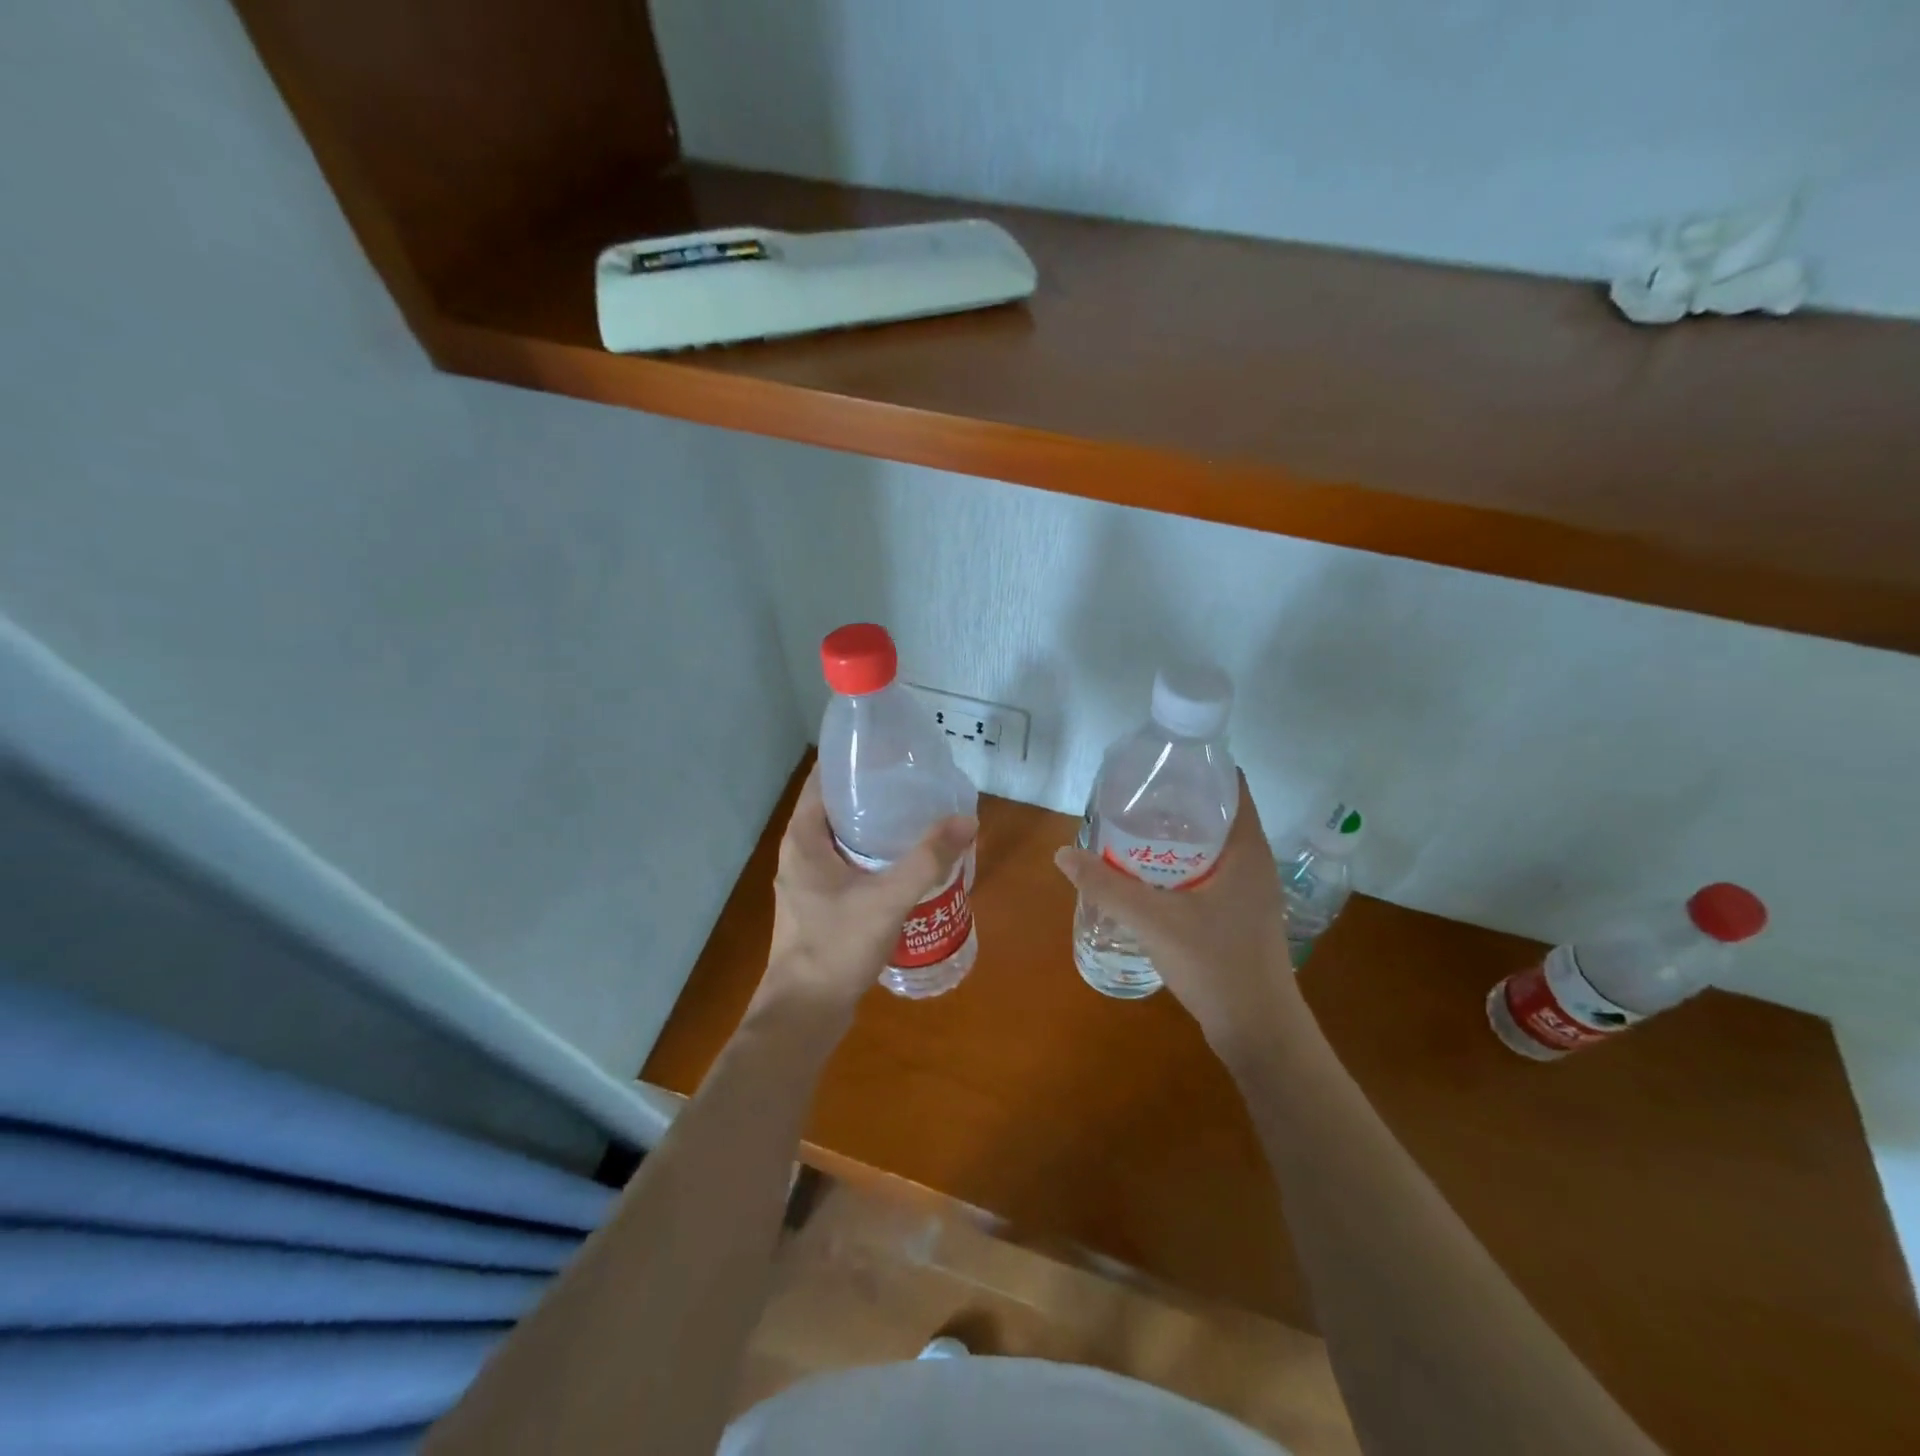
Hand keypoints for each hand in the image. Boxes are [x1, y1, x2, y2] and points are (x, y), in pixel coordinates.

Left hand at [757, 766, 976, 1025]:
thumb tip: (967, 820)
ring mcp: (808, 880)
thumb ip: (927, 859)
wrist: (805, 1013)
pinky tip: (905, 860)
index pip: (824, 779)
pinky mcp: (820, 904)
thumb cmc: (836, 947)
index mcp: (803, 838)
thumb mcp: (887, 899)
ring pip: (843, 838)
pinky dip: (873, 854)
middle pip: (837, 806)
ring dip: (875, 825)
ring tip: (917, 813)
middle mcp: (800, 852)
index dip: (854, 760)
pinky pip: (847, 864)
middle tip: (915, 781)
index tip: (891, 749)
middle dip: (873, 791)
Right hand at [1053, 772, 1299, 1050]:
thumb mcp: (1153, 920)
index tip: (1157, 764)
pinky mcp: (1240, 916)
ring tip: (1131, 830)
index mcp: (1247, 849)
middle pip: (1216, 813)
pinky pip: (1210, 873)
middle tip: (1131, 797)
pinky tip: (1148, 876)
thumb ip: (1106, 885)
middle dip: (1175, 802)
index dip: (1197, 767)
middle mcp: (1254, 863)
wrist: (1258, 1031)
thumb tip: (1062, 854)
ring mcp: (1250, 892)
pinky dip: (1181, 865)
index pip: (1232, 785)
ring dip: (1176, 837)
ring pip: (1212, 846)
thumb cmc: (1215, 964)